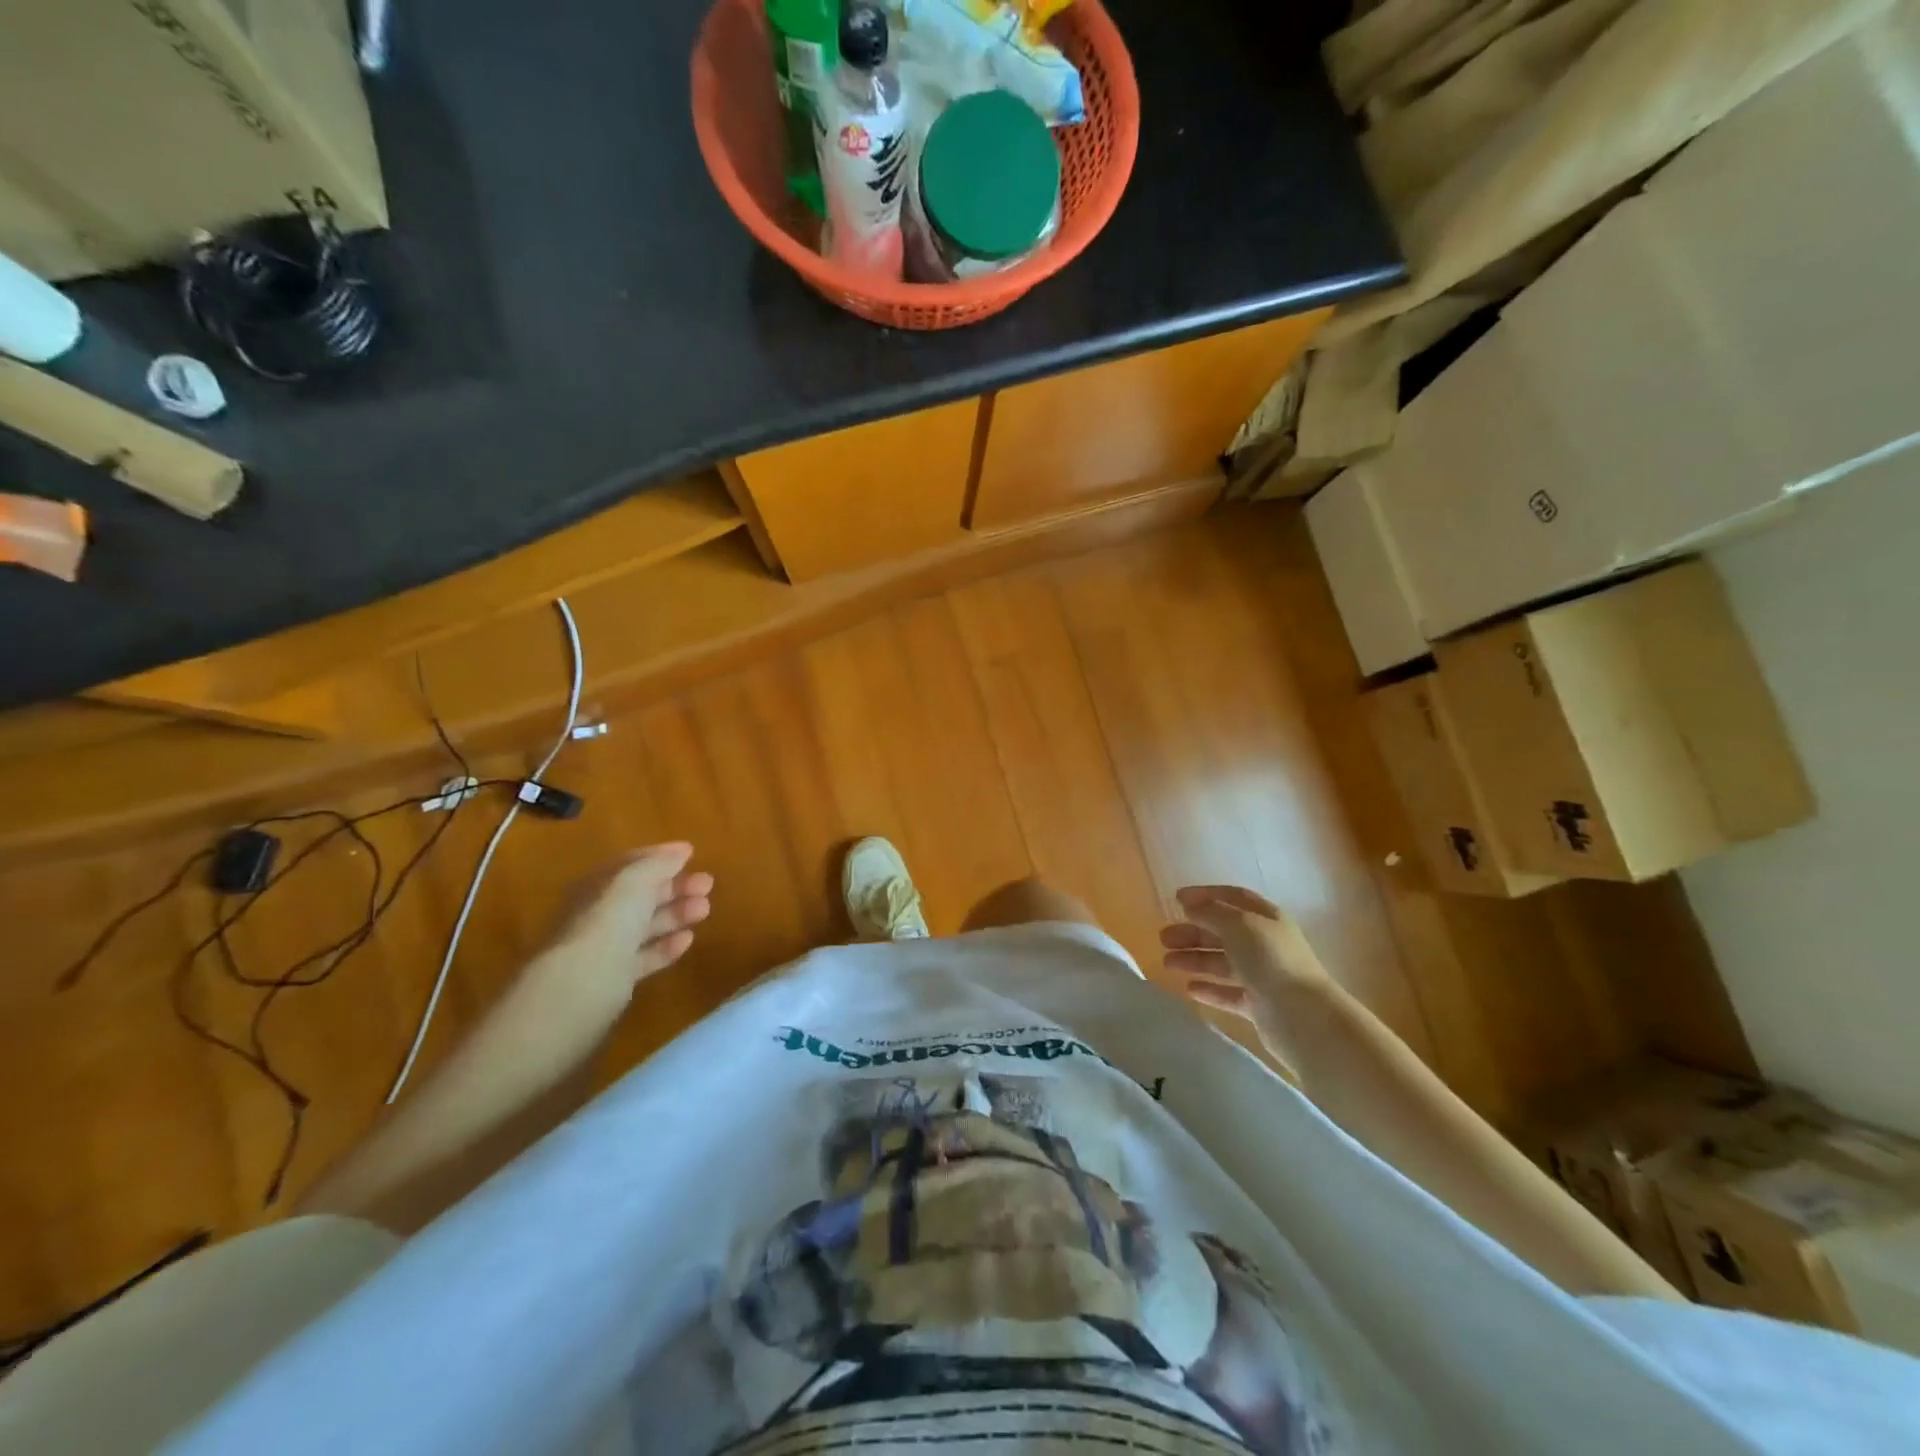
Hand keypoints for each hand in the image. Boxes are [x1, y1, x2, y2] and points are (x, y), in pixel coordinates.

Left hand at [538, 843, 712, 995]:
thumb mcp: (634, 882)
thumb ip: (658, 864)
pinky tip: (688, 939)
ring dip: (677, 913)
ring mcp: (606, 947)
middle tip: (708, 884)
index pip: (630, 865)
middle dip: (675, 886)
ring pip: (646, 925)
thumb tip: (680, 851)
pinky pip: (646, 956)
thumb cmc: (606, 922)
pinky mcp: (616, 978)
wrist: (580, 985)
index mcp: (596, 886)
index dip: (660, 857)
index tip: (692, 853)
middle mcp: (598, 914)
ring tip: (705, 909)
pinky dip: (667, 946)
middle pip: (641, 895)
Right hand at [1159, 885, 1330, 1044]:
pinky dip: (1209, 989)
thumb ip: (1210, 912)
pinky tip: (1189, 989)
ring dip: (1194, 960)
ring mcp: (1262, 975)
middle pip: (1223, 932)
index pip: (1233, 899)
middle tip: (1163, 938)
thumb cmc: (1271, 960)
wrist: (1303, 1017)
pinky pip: (1228, 993)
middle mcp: (1265, 944)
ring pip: (1222, 962)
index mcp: (1266, 918)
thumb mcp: (1238, 925)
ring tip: (1167, 963)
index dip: (1205, 896)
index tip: (1175, 899)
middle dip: (1193, 932)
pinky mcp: (1259, 1005)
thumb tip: (1188, 904)